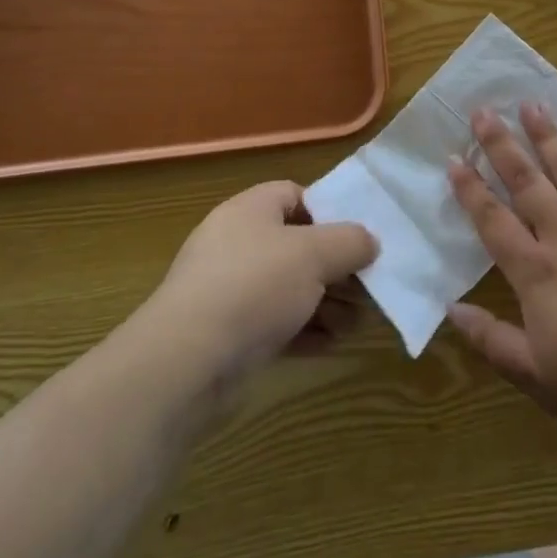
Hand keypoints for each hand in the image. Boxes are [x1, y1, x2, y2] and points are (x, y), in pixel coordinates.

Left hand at [149, 181, 378, 384]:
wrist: (187, 362)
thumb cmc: (254, 286)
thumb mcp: (314, 254)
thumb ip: (350, 241)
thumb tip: (370, 241)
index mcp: (250, 210)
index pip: (294, 195)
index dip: (329, 210)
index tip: (358, 235)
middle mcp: (237, 244)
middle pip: (297, 245)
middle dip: (336, 266)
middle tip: (368, 285)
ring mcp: (230, 291)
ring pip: (290, 288)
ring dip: (327, 303)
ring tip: (358, 322)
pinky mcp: (229, 334)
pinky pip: (276, 323)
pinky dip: (306, 330)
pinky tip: (333, 344)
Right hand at [447, 105, 556, 448]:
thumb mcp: (539, 378)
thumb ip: (492, 340)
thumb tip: (451, 307)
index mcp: (537, 273)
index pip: (493, 221)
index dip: (470, 189)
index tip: (453, 157)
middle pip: (527, 182)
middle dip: (501, 145)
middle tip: (483, 110)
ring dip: (546, 135)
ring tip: (530, 104)